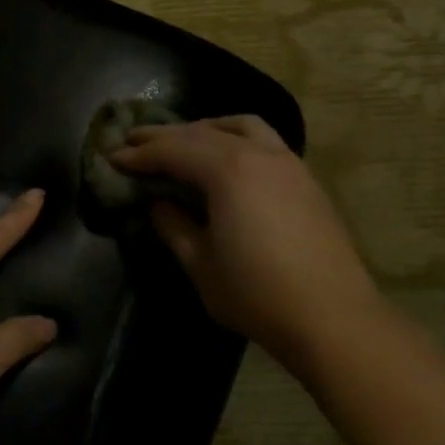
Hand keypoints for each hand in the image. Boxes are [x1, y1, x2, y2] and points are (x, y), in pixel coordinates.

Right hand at [107, 115, 383, 375]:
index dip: (138, 154)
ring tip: (182, 140)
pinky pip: (264, 140)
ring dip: (205, 128)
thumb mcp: (200, 264)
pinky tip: (226, 159)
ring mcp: (288, 164)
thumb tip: (157, 204)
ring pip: (241, 126)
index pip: (173, 151)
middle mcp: (259, 155)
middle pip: (202, 132)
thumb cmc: (256, 294)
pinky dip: (234, 138)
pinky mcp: (306, 180)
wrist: (333, 318)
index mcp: (228, 172)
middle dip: (164, 135)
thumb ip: (173, 226)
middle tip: (132, 139)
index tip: (111, 156)